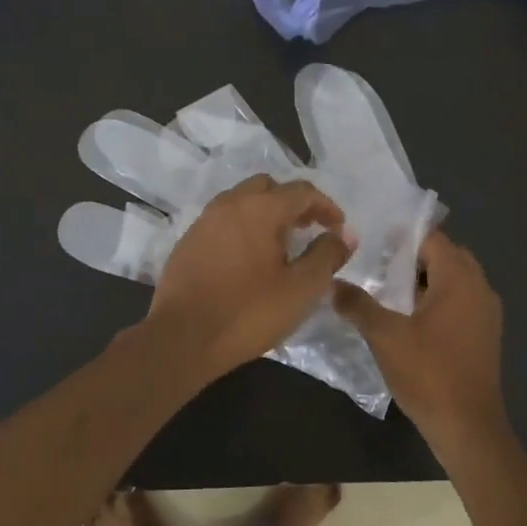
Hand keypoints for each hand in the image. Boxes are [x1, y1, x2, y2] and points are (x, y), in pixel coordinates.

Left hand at [145, 176, 351, 385]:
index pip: (302, 191)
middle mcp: (229, 204)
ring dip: (266, 213)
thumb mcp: (301, 289)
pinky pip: (223, 220)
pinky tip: (249, 258)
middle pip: (268, 188)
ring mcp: (204, 221)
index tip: (339, 229)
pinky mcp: (188, 241)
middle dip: (293, 203)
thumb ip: (327, 256)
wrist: (182, 338)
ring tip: (280, 244)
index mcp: (259, 209)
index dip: (326, 206)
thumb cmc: (248, 313)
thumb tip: (344, 235)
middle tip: (308, 229)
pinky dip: (243, 227)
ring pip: (242, 201)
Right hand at [335, 232, 512, 455]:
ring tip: (385, 286)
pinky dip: (435, 298)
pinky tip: (406, 316)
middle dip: (412, 256)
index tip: (372, 238)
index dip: (402, 236)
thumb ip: (358, 304)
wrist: (468, 427)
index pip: (432, 239)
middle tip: (376, 261)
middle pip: (445, 256)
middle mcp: (479, 288)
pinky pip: (458, 301)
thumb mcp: (385, 336)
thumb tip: (332, 283)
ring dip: (423, 279)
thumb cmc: (428, 374)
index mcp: (460, 280)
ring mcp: (485, 313)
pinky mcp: (483, 334)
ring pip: (452, 280)